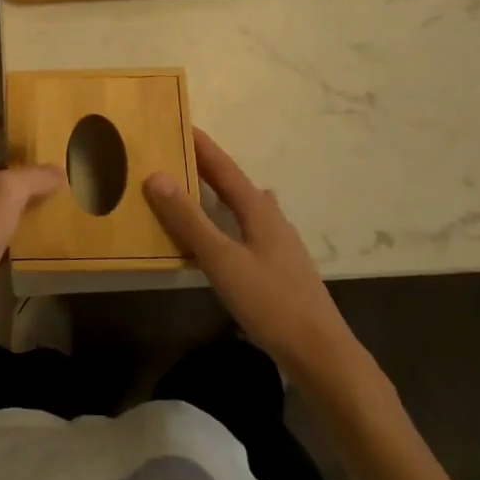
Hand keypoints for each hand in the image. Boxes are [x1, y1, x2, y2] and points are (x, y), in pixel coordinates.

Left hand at [0, 115, 62, 372]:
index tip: (3, 118)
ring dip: (24, 204)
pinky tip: (45, 244)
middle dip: (15, 166)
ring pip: (1, 210)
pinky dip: (24, 241)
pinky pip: (6, 244)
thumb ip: (33, 178)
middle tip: (50, 163)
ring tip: (59, 200)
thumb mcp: (6, 193)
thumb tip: (60, 170)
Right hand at [144, 129, 359, 371]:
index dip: (202, 147)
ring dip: (223, 194)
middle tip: (180, 156)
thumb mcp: (222, 261)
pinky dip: (231, 221)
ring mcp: (282, 245)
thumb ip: (189, 220)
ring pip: (248, 207)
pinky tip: (229, 236)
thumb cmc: (271, 302)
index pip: (224, 168)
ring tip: (201, 191)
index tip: (180, 124)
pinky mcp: (283, 269)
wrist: (324, 355)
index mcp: (258, 210)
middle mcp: (272, 219)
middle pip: (237, 184)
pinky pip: (250, 229)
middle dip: (210, 168)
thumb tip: (156, 176)